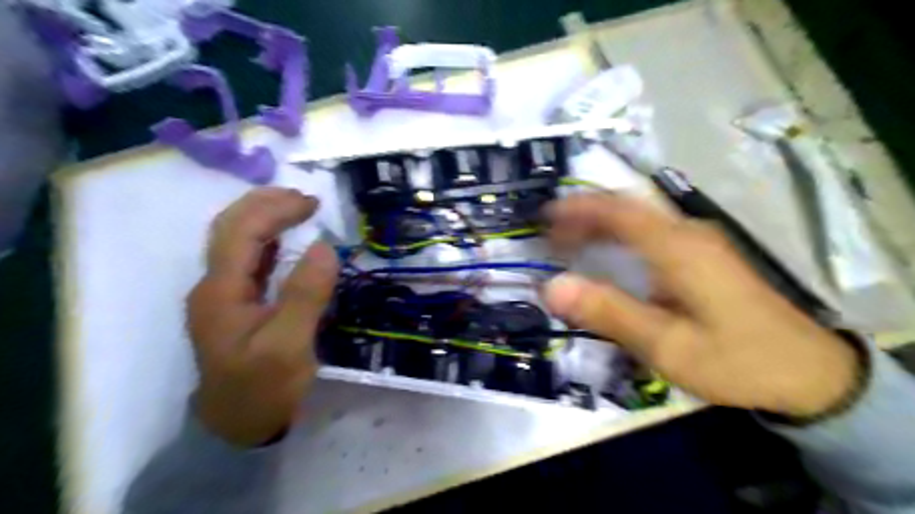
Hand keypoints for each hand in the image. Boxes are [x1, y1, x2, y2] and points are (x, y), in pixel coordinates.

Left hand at [185, 186, 338, 445]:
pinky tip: (284, 240)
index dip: (276, 209)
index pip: (242, 232)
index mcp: (221, 291)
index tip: (313, 204)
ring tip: (297, 209)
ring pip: (235, 241)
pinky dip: (267, 240)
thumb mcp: (289, 346)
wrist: (239, 426)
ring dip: (264, 218)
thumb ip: (305, 294)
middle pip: (230, 228)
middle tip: (306, 199)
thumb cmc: (264, 388)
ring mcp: (223, 295)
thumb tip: (325, 246)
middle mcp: (214, 286)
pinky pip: (247, 261)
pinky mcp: (236, 305)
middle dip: (265, 204)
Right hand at [538, 193, 862, 416]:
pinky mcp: (703, 256)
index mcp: (678, 248)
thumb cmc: (735, 360)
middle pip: (628, 209)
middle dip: (584, 215)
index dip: (578, 208)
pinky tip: (607, 256)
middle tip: (550, 235)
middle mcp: (688, 234)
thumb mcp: (665, 346)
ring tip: (568, 243)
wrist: (808, 374)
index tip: (545, 216)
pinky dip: (620, 238)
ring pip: (639, 219)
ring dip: (600, 226)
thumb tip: (551, 287)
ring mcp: (699, 242)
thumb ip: (608, 313)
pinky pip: (651, 234)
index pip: (619, 211)